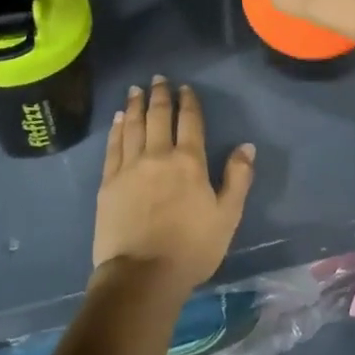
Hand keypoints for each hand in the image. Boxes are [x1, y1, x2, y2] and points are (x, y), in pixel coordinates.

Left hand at [93, 75, 255, 296]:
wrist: (142, 275)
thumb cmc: (191, 248)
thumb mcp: (228, 216)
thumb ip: (238, 178)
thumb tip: (246, 146)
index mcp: (189, 162)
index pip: (189, 121)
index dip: (188, 102)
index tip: (184, 87)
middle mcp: (158, 155)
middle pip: (158, 117)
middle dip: (159, 95)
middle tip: (158, 78)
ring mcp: (129, 167)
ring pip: (132, 126)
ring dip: (135, 105)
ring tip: (136, 90)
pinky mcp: (108, 182)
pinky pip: (113, 146)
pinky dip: (116, 128)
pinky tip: (118, 119)